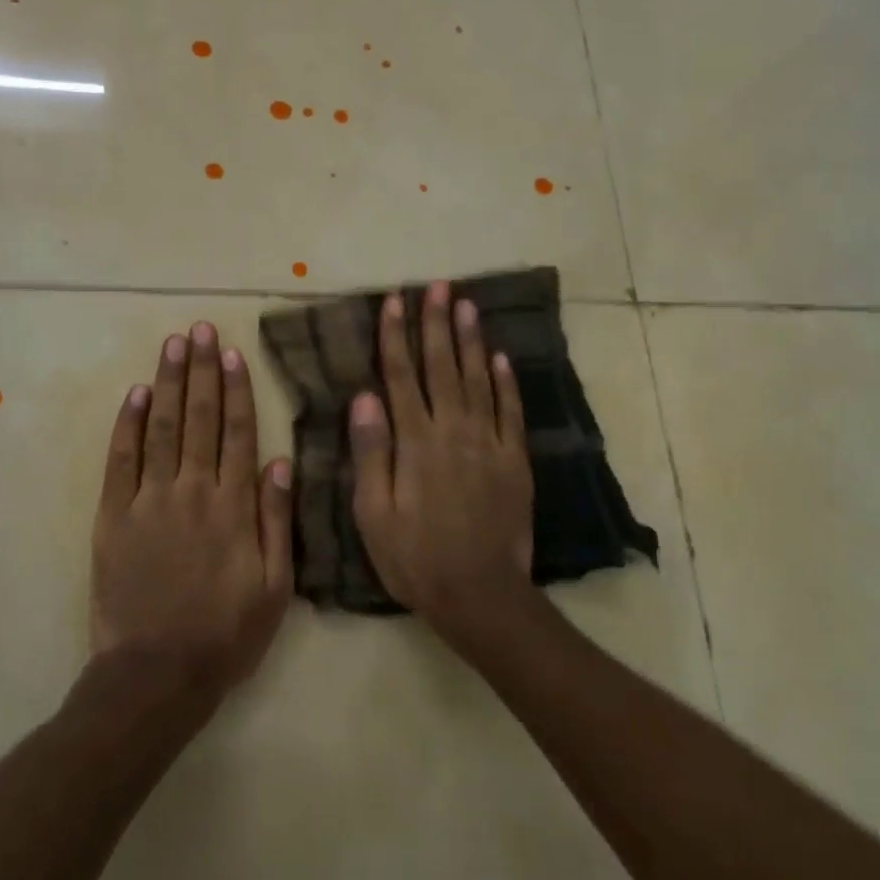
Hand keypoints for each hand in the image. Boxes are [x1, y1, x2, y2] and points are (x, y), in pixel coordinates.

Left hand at [91, 322, 294, 697]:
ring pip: (162, 428)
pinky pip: (120, 460)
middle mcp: (192, 491)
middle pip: (200, 418)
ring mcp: (148, 500)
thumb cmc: (226, 632)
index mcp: (233, 506)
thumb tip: (281, 461)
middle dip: (201, 370)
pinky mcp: (113, 516)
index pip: (238, 432)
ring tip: (173, 344)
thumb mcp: (275, 585)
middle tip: (200, 329)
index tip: (232, 352)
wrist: (157, 672)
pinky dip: (128, 424)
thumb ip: (278, 520)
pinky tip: (136, 394)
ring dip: (168, 383)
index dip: (237, 389)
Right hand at [348, 282, 539, 650]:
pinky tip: (500, 357)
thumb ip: (370, 452)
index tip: (395, 301)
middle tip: (438, 286)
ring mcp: (488, 444)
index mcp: (414, 442)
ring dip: (470, 340)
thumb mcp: (373, 512)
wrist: (479, 593)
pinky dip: (506, 382)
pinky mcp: (515, 461)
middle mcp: (452, 431)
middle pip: (442, 367)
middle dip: (437, 324)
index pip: (401, 376)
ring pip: (478, 380)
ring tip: (467, 304)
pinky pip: (510, 412)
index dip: (396, 336)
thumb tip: (364, 397)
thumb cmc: (414, 557)